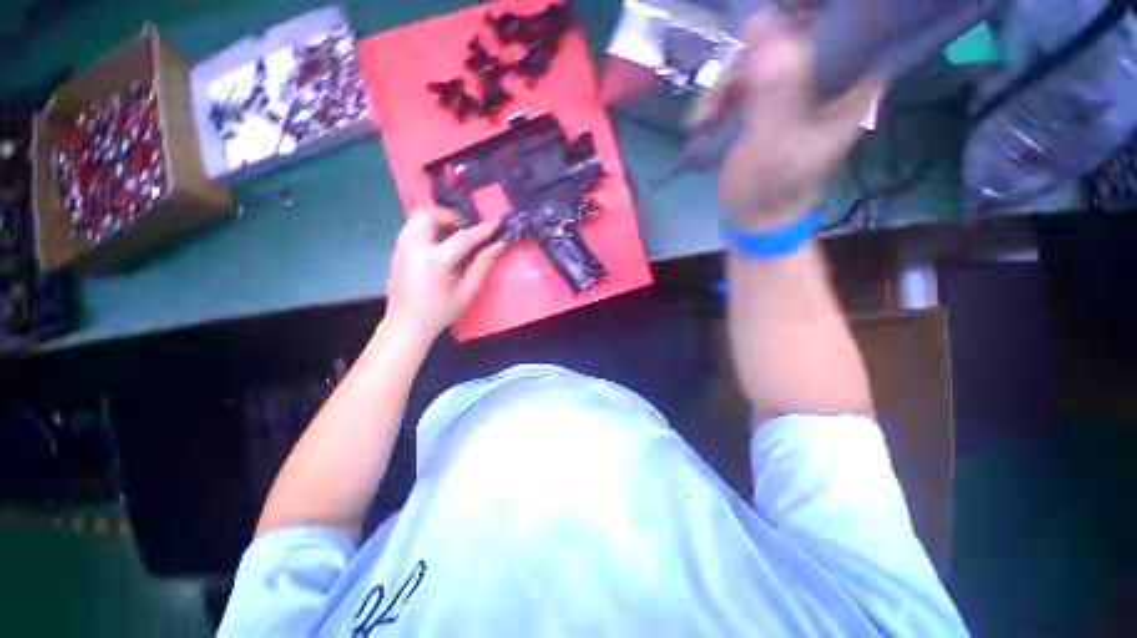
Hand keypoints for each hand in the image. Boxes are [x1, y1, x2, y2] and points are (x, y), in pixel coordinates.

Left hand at [384, 206, 505, 344]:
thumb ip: (483, 265)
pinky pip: (412, 228)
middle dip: (450, 216)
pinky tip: (439, 246)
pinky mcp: (396, 251)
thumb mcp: (467, 292)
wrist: (405, 326)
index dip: (482, 229)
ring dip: (437, 220)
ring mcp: (401, 248)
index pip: (462, 237)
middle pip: (428, 214)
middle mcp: (414, 248)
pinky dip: (428, 228)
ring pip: (416, 218)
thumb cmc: (440, 312)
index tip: (497, 223)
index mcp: (435, 262)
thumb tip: (499, 245)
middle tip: (465, 230)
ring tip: (453, 236)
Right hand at [704, 18, 879, 229]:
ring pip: (763, 54)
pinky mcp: (773, 101)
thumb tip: (762, 20)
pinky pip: (746, 78)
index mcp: (853, 79)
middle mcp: (830, 74)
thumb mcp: (774, 139)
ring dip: (728, 81)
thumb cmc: (770, 188)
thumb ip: (775, 84)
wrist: (754, 219)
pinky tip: (709, 118)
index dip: (798, 15)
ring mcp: (799, 87)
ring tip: (709, 116)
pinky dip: (722, 95)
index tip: (757, 35)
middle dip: (749, 57)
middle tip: (725, 90)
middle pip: (793, 31)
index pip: (842, 19)